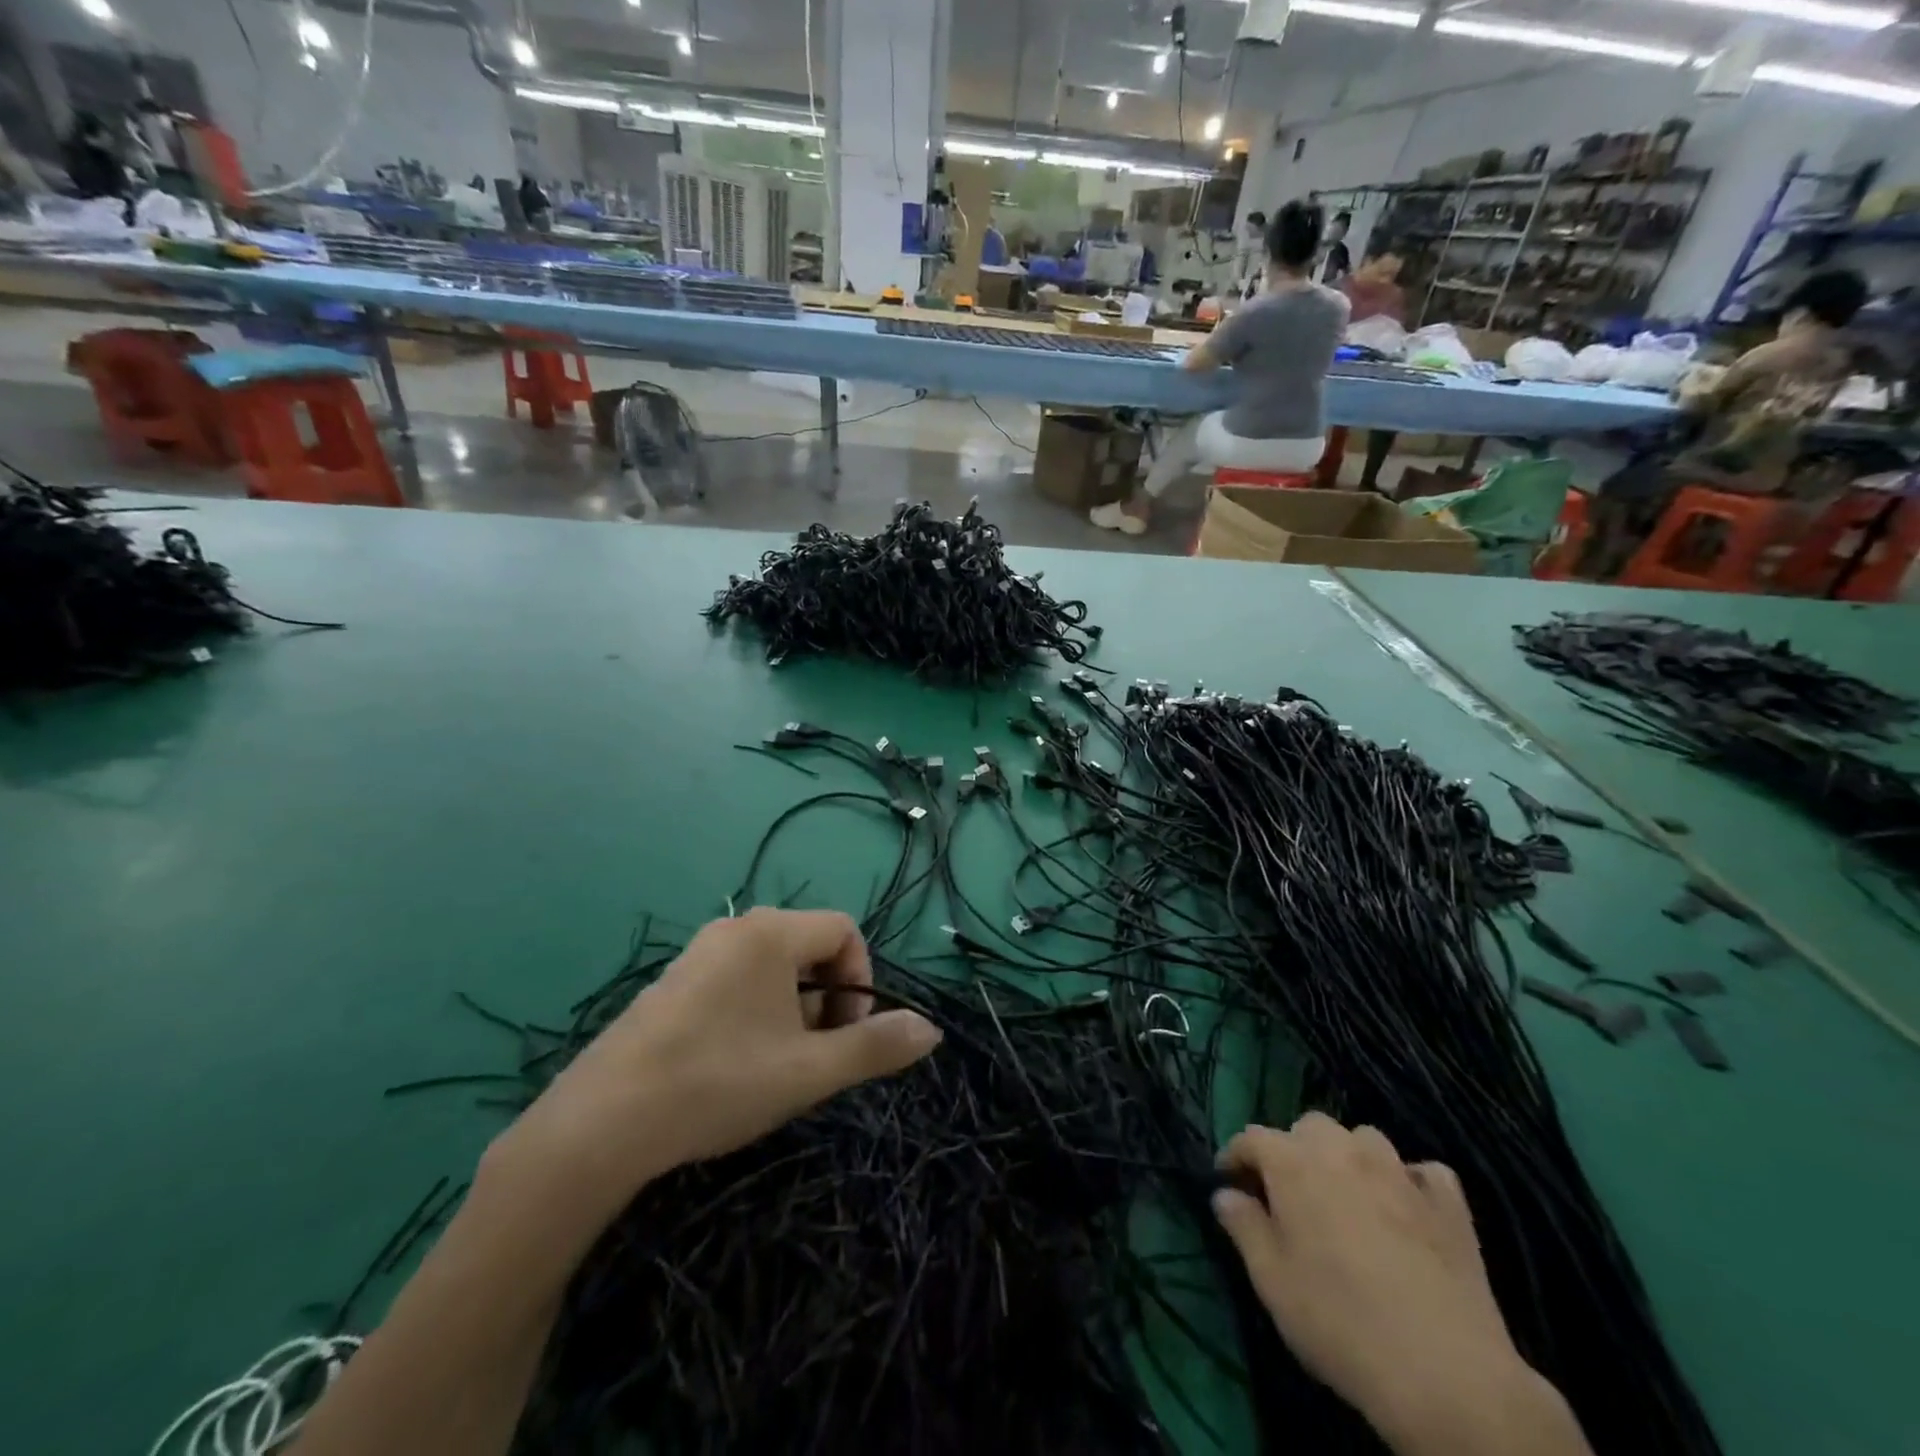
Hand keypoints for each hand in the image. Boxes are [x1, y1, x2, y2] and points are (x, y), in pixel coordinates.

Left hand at [490, 909, 941, 1216]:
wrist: (600, 1125)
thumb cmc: (719, 1082)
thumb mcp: (809, 1070)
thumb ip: (875, 1047)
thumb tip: (932, 1030)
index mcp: (770, 933)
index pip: (843, 930)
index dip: (860, 978)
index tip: (846, 1034)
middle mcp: (734, 929)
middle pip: (808, 948)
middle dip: (826, 1000)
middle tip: (811, 1058)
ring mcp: (696, 955)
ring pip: (771, 969)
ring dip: (791, 1011)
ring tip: (774, 1068)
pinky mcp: (670, 984)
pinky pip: (734, 982)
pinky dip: (753, 1014)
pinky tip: (731, 1068)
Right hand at [1213, 1115, 1584, 1455]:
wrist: (1446, 1374)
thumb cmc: (1340, 1322)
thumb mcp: (1271, 1281)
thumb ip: (1243, 1227)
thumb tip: (1225, 1194)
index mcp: (1293, 1162)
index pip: (1252, 1137)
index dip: (1235, 1156)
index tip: (1229, 1182)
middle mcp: (1343, 1151)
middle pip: (1309, 1126)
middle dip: (1294, 1150)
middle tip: (1290, 1194)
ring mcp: (1400, 1172)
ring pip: (1364, 1139)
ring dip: (1349, 1157)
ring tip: (1347, 1196)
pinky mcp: (1450, 1204)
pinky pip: (1424, 1172)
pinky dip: (1410, 1181)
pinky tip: (1407, 1209)